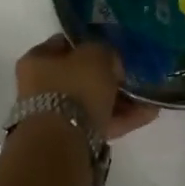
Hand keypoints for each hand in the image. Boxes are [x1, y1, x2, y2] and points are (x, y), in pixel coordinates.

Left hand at [15, 36, 159, 141]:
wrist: (62, 142)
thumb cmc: (74, 88)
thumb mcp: (95, 55)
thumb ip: (104, 51)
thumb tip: (110, 62)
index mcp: (36, 60)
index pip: (64, 44)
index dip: (89, 43)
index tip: (112, 47)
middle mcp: (39, 86)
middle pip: (79, 76)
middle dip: (108, 76)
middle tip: (132, 75)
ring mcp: (53, 115)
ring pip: (91, 102)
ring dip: (119, 100)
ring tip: (148, 97)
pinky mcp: (69, 138)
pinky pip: (98, 122)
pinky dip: (121, 118)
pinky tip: (147, 114)